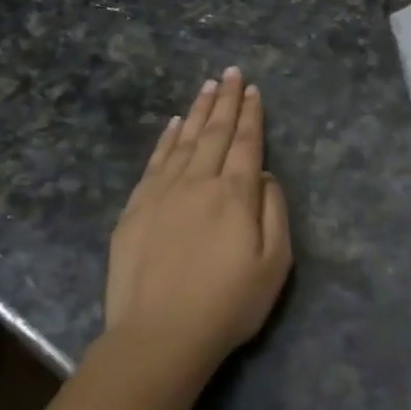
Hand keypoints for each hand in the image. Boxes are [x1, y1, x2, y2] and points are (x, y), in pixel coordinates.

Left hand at [107, 67, 292, 374]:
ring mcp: (163, 193)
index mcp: (235, 194)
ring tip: (207, 86)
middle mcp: (199, 182)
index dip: (252, 115)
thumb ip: (274, 212)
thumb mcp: (274, 265)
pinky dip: (167, 139)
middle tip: (231, 72)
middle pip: (215, 133)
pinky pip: (155, 162)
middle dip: (226, 100)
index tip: (254, 90)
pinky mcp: (136, 209)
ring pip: (185, 141)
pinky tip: (174, 124)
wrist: (158, 337)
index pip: (247, 143)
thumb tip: (264, 176)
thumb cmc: (227, 305)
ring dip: (198, 111)